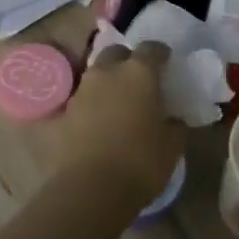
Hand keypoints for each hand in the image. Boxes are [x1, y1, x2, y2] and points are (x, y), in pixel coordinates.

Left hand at [46, 41, 183, 204]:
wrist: (90, 189)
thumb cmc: (140, 162)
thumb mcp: (172, 145)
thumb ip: (175, 124)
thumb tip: (173, 118)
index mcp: (138, 73)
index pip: (151, 48)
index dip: (160, 53)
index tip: (167, 62)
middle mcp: (107, 73)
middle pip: (116, 53)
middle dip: (127, 60)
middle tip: (139, 79)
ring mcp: (81, 91)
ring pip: (96, 74)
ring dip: (107, 82)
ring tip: (118, 101)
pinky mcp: (63, 113)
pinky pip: (81, 100)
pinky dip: (91, 105)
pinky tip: (98, 121)